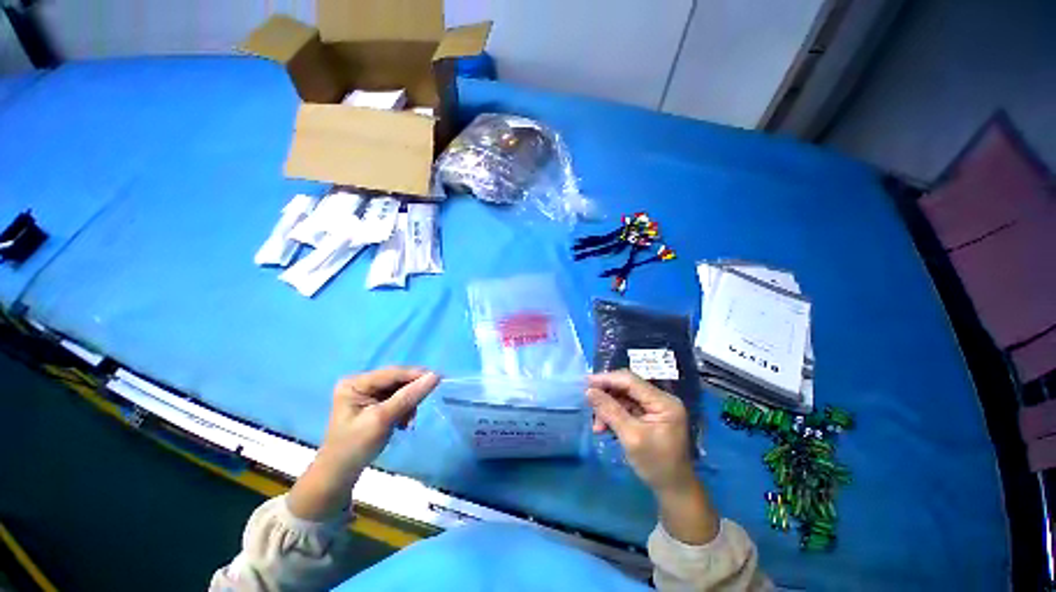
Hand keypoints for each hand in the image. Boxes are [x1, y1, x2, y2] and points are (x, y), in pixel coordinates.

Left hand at [289, 367, 438, 519]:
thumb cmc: (355, 447)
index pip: (392, 373)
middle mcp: (361, 382)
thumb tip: (435, 376)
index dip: (415, 375)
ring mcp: (368, 393)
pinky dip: (405, 409)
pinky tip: (404, 423)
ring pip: (400, 389)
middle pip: (397, 380)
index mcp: (355, 383)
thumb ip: (408, 397)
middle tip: (421, 408)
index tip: (439, 378)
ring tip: (408, 423)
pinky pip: (398, 398)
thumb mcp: (382, 420)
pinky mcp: (374, 403)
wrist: (340, 475)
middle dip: (411, 394)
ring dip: (409, 404)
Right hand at [587, 370, 718, 543]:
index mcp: (664, 402)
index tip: (586, 382)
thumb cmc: (656, 465)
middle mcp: (661, 399)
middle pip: (626, 387)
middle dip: (606, 397)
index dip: (607, 379)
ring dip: (608, 408)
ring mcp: (655, 407)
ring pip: (624, 398)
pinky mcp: (649, 415)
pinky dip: (613, 415)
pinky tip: (605, 427)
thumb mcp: (631, 437)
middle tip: (589, 407)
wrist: (674, 490)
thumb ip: (610, 411)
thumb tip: (589, 391)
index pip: (631, 381)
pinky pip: (626, 407)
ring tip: (597, 426)